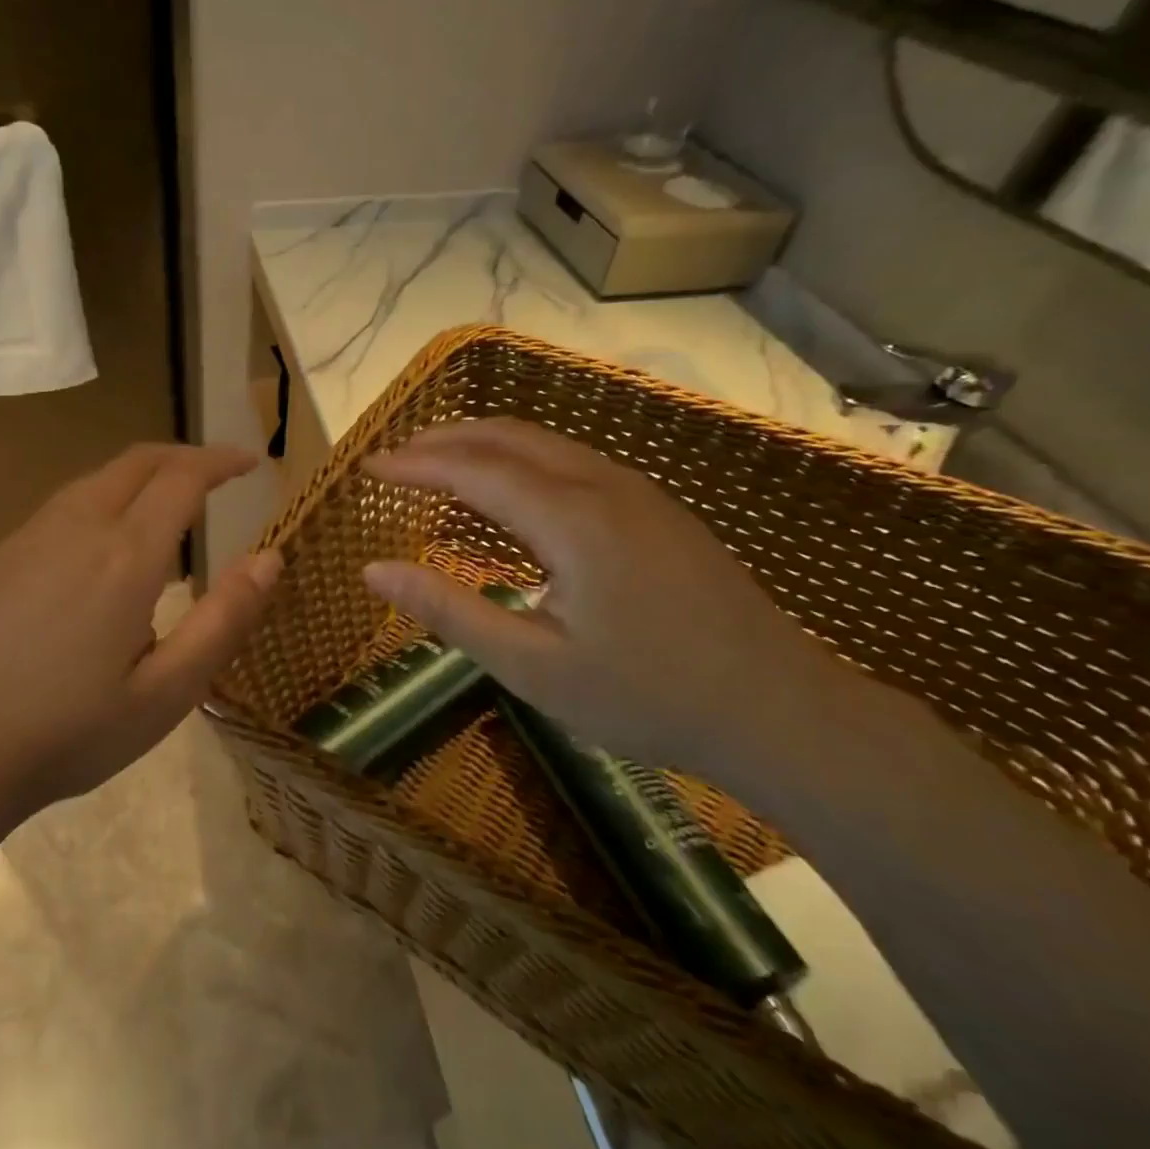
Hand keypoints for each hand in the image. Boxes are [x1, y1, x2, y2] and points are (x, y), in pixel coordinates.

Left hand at [0, 443, 281, 815]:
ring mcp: (26, 539)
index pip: (182, 478)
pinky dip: (97, 505)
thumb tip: (269, 557)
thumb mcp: (169, 693)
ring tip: (165, 505)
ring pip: (93, 481)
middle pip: (135, 462)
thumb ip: (224, 620)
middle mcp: (75, 529)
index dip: (220, 461)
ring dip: (138, 477)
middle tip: (215, 473)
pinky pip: (57, 511)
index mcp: (125, 558)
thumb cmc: (73, 733)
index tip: (249, 462)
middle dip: (182, 456)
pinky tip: (97, 550)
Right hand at [362, 419, 859, 790]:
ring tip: (439, 465)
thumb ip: (448, 612)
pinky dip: (521, 462)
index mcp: (571, 519)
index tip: (369, 467)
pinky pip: (572, 462)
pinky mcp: (656, 509)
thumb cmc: (646, 697)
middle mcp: (603, 486)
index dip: (415, 464)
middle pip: (509, 437)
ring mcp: (638, 492)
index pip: (473, 468)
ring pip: (545, 444)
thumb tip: (373, 570)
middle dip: (445, 439)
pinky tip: (509, 493)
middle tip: (396, 458)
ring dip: (484, 445)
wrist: (779, 711)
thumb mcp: (532, 667)